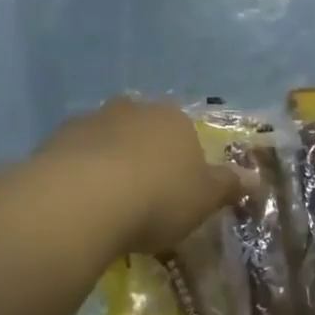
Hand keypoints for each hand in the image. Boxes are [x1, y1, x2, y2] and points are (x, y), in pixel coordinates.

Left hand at [35, 98, 244, 254]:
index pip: (186, 134)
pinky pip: (75, 156)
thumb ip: (228, 186)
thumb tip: (257, 178)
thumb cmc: (157, 197)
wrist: (85, 198)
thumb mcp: (203, 199)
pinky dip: (79, 173)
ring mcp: (92, 120)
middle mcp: (134, 110)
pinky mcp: (57, 138)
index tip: (177, 194)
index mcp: (174, 119)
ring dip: (109, 162)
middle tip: (142, 197)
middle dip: (144, 156)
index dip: (183, 163)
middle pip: (144, 131)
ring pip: (107, 139)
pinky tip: (78, 202)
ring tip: (106, 204)